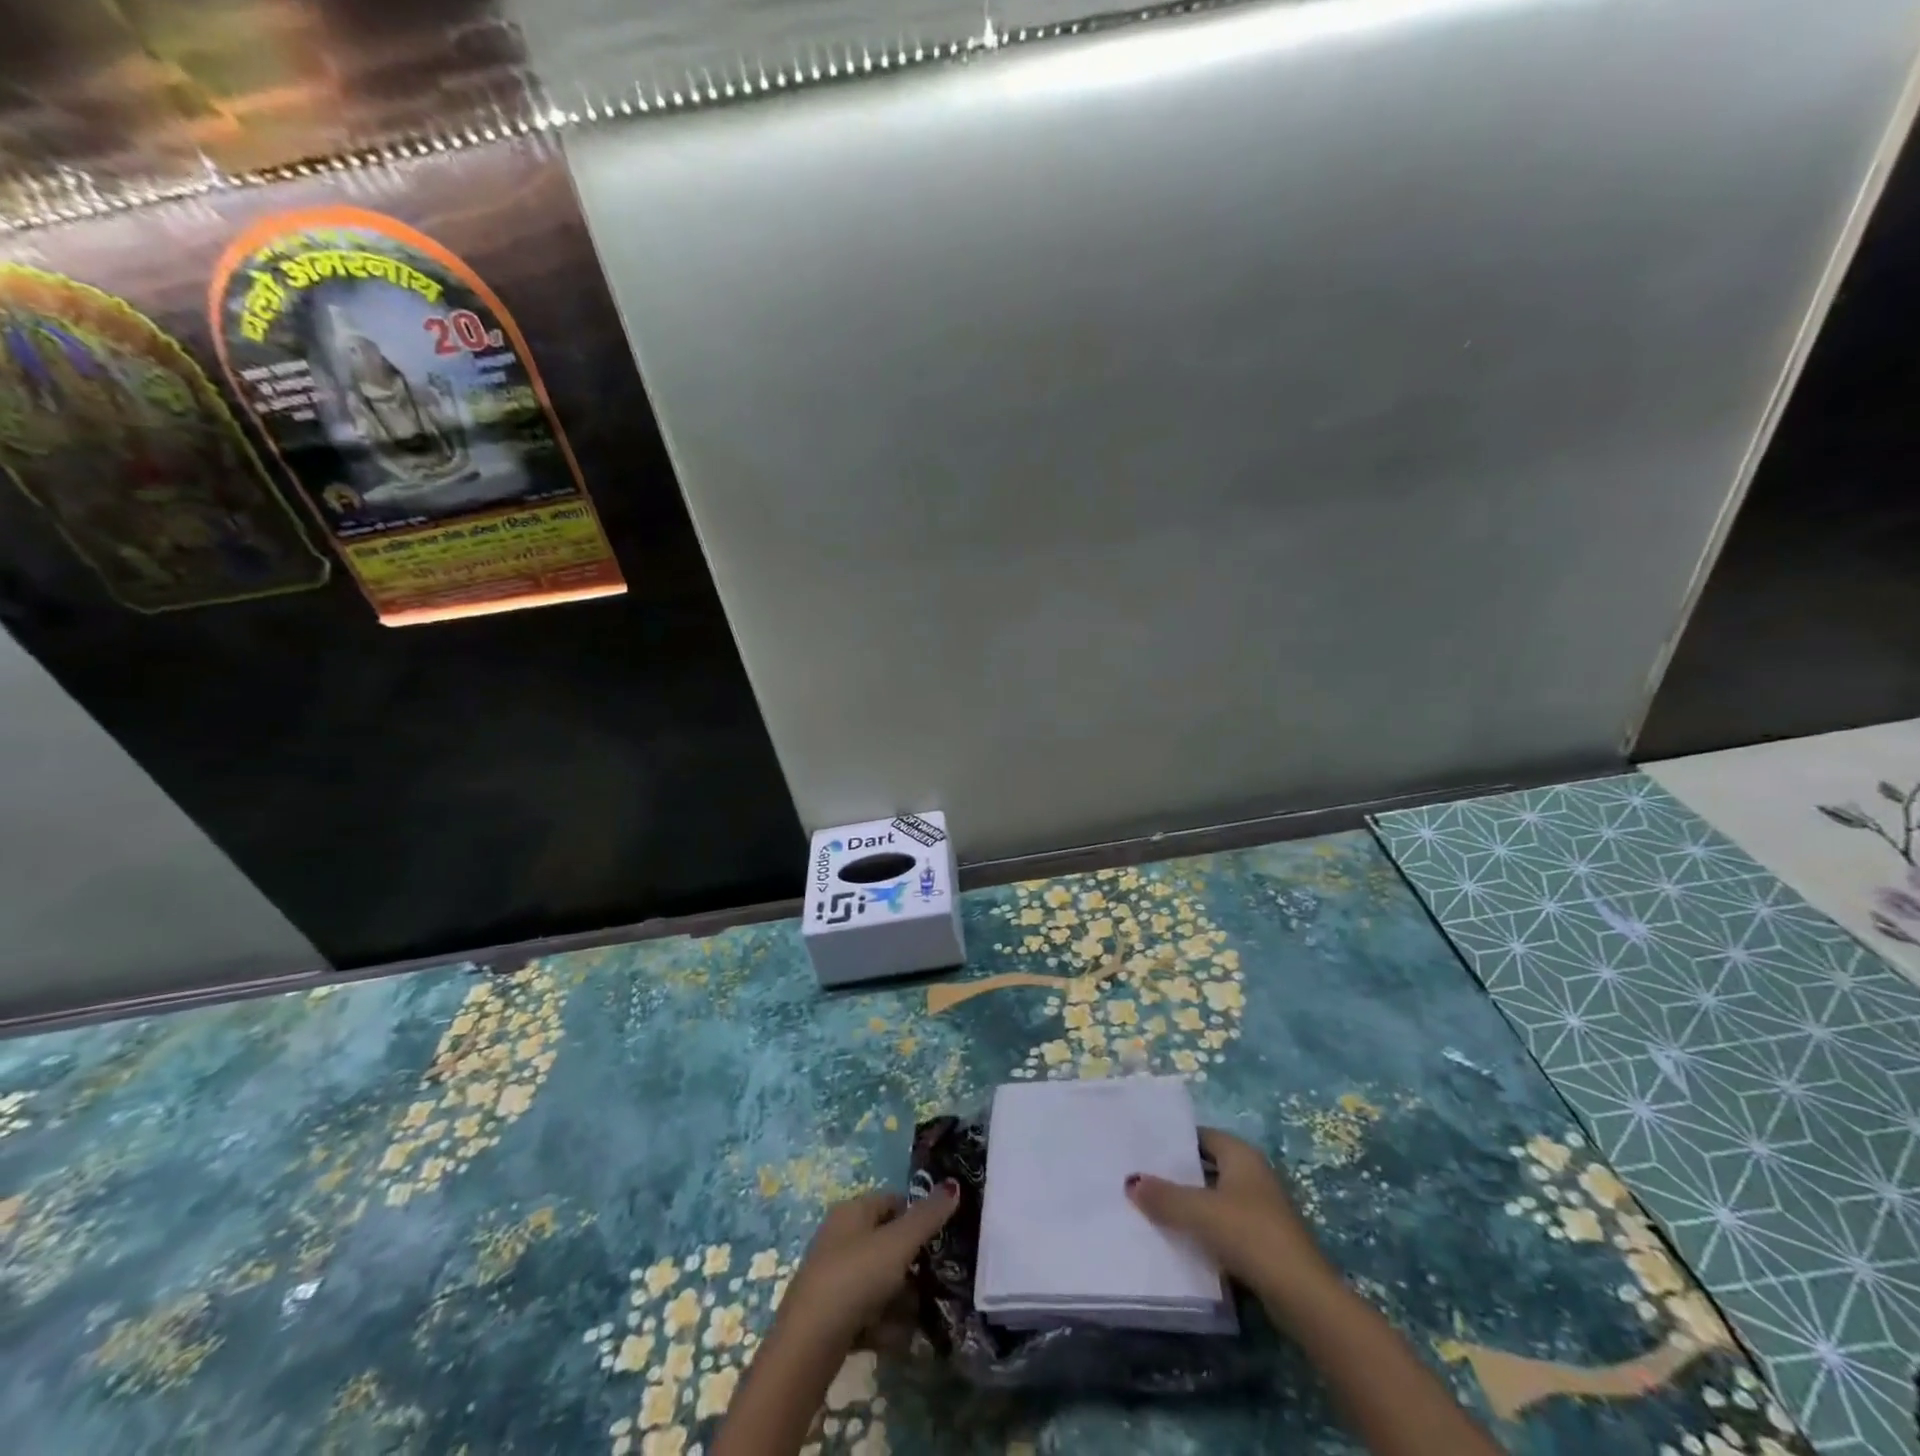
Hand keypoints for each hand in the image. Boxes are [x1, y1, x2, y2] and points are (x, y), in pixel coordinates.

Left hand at [777, 1184, 960, 1343]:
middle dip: (911, 1266)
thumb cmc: (855, 1277)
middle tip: (934, 1282)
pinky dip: (884, 1325)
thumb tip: (954, 1185)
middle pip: (887, 1245)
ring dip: (901, 1301)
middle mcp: (841, 1239)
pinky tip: (896, 1339)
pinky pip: (868, 1314)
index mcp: (852, 1212)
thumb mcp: (898, 1243)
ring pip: (880, 1283)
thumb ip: (928, 1217)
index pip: (891, 1201)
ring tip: (918, 1318)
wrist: (808, 1343)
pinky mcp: (832, 1316)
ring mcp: (835, 1279)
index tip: (940, 1238)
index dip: (916, 1215)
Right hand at [1126, 1127, 1335, 1302]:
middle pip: (1208, 1167)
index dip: (1174, 1141)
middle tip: (1142, 1179)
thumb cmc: (1249, 1235)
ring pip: (1215, 1199)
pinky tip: (1182, 1241)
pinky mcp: (1264, 1241)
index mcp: (1241, 1155)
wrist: (1301, 1295)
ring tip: (1153, 1209)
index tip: (1144, 1150)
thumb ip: (1164, 1196)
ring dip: (1190, 1205)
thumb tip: (1131, 1181)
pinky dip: (1205, 1229)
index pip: (1202, 1136)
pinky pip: (1225, 1226)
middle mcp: (1253, 1175)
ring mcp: (1261, 1209)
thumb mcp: (1199, 1212)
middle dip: (1178, 1174)